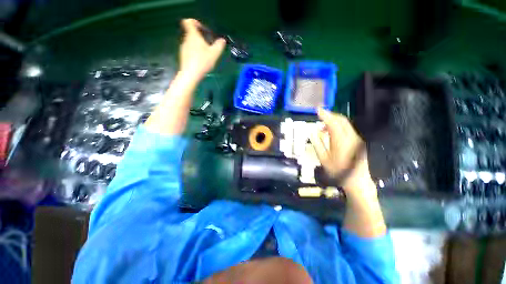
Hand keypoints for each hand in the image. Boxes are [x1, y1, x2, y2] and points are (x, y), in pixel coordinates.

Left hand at [179, 19, 225, 80]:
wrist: (190, 74)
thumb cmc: (202, 62)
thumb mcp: (214, 54)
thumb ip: (219, 46)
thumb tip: (223, 40)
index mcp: (193, 36)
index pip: (189, 22)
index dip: (195, 22)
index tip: (203, 29)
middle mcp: (186, 39)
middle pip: (191, 33)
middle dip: (200, 37)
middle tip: (208, 44)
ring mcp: (183, 48)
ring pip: (191, 42)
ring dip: (198, 46)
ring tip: (206, 54)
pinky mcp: (183, 56)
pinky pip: (189, 50)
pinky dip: (195, 53)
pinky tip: (201, 61)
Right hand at [310, 108, 376, 197]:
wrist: (357, 181)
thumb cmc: (338, 171)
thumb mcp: (323, 158)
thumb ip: (317, 143)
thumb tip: (312, 132)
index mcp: (341, 141)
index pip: (333, 123)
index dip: (325, 115)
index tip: (317, 110)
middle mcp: (351, 137)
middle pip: (341, 120)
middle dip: (330, 115)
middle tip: (320, 116)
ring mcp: (356, 139)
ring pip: (345, 123)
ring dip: (334, 121)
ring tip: (323, 126)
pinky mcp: (358, 141)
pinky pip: (347, 129)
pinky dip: (338, 126)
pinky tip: (331, 132)